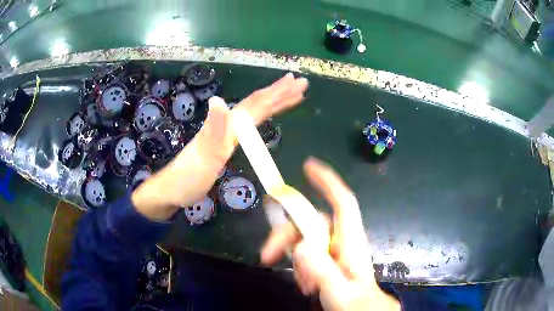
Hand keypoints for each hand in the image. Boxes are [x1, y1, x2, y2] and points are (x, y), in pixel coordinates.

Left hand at [131, 73, 307, 220]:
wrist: (172, 190)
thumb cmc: (188, 178)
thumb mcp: (201, 157)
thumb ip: (213, 131)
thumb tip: (220, 100)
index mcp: (227, 126)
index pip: (255, 105)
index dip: (277, 94)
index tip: (297, 83)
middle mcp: (228, 125)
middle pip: (256, 104)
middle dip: (280, 92)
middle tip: (301, 83)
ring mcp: (227, 134)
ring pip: (255, 112)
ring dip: (274, 102)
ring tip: (292, 95)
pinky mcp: (226, 144)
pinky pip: (250, 124)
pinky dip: (263, 116)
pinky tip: (267, 115)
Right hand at [261, 158, 399, 310]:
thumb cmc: (357, 303)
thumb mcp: (340, 292)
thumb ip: (323, 271)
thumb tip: (300, 246)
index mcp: (351, 243)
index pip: (343, 203)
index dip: (327, 182)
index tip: (308, 166)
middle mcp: (341, 241)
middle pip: (310, 223)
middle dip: (286, 235)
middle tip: (266, 256)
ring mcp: (333, 251)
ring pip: (304, 240)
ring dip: (294, 259)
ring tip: (303, 285)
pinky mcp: (326, 261)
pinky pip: (305, 254)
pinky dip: (299, 267)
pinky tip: (305, 285)